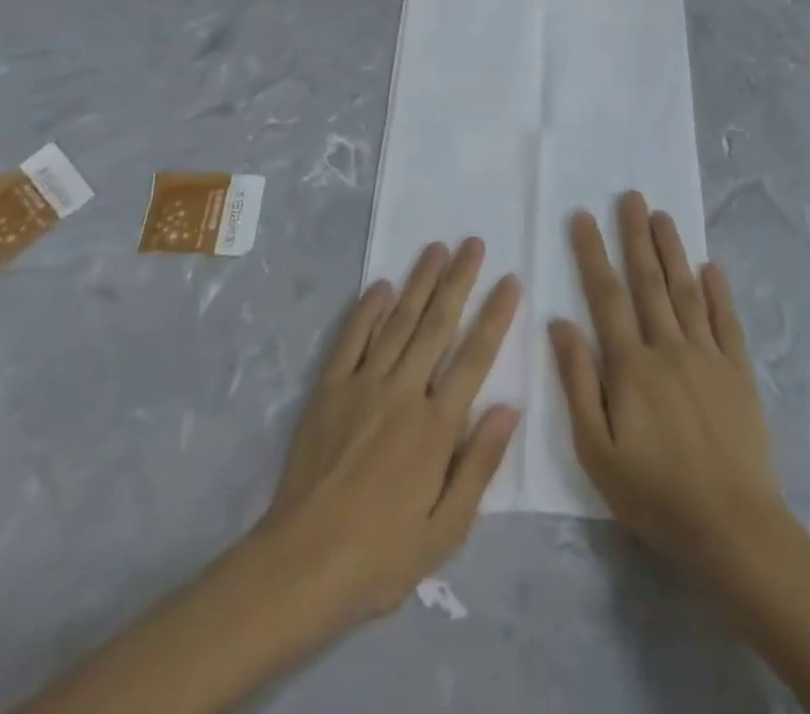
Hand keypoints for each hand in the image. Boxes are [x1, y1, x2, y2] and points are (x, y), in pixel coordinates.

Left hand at [257, 238, 520, 629]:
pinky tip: (382, 285)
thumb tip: (510, 407)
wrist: (299, 567)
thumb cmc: (381, 556)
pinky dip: (367, 309)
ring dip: (419, 282)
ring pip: (398, 321)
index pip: (474, 357)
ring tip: (437, 248)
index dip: (495, 316)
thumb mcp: (446, 530)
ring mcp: (362, 385)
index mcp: (436, 427)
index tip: (510, 280)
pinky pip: (351, 339)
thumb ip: (480, 464)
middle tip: (474, 243)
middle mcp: (403, 393)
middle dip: (459, 280)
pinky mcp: (328, 389)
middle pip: (437, 324)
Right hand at [549, 191, 786, 572]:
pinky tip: (713, 267)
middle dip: (636, 235)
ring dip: (673, 250)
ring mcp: (708, 356)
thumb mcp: (596, 449)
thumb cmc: (654, 493)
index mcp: (631, 364)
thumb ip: (578, 382)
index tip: (582, 217)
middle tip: (630, 196)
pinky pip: (727, 321)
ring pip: (686, 290)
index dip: (593, 253)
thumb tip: (560, 322)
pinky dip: (719, 291)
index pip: (606, 295)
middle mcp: (669, 347)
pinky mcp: (738, 372)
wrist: (732, 527)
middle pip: (649, 280)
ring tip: (663, 216)